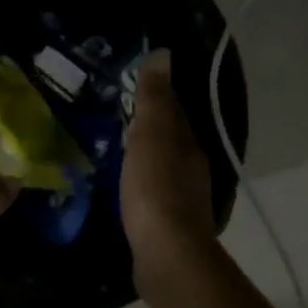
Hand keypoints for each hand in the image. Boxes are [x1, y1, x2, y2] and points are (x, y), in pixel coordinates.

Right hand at [122, 51, 218, 302]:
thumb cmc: (155, 188)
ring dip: (144, 158)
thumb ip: (155, 98)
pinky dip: (140, 186)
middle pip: (170, 140)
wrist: (166, 254)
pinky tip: (123, 189)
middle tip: (116, 118)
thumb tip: (164, 53)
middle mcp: (192, 168)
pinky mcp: (168, 226)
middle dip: (149, 128)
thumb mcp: (151, 135)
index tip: (130, 87)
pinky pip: (153, 195)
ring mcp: (182, 200)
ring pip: (162, 168)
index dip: (156, 97)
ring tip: (115, 151)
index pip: (174, 111)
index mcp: (188, 144)